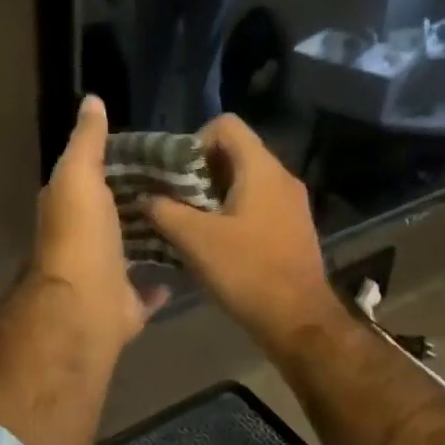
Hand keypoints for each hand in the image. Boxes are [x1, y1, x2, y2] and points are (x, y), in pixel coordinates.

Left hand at [31, 95, 166, 352]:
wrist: (83, 305)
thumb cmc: (80, 234)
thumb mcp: (79, 175)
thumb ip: (86, 141)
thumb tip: (91, 101)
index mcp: (71, 208)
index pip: (97, 177)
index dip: (124, 163)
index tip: (163, 151)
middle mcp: (84, 240)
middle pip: (118, 214)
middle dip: (145, 201)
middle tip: (190, 183)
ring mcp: (104, 275)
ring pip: (132, 251)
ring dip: (154, 238)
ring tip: (195, 218)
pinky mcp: (124, 306)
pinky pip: (146, 292)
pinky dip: (160, 283)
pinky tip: (185, 265)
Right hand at [143, 115, 338, 349]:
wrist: (298, 320)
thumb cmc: (246, 272)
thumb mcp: (195, 240)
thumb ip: (165, 211)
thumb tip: (145, 198)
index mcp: (261, 169)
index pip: (226, 125)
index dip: (195, 140)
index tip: (177, 173)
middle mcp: (282, 177)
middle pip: (235, 151)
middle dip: (200, 170)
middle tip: (175, 197)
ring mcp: (292, 203)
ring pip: (246, 179)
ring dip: (215, 192)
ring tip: (189, 219)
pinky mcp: (293, 226)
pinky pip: (259, 202)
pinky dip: (234, 210)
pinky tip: (216, 239)